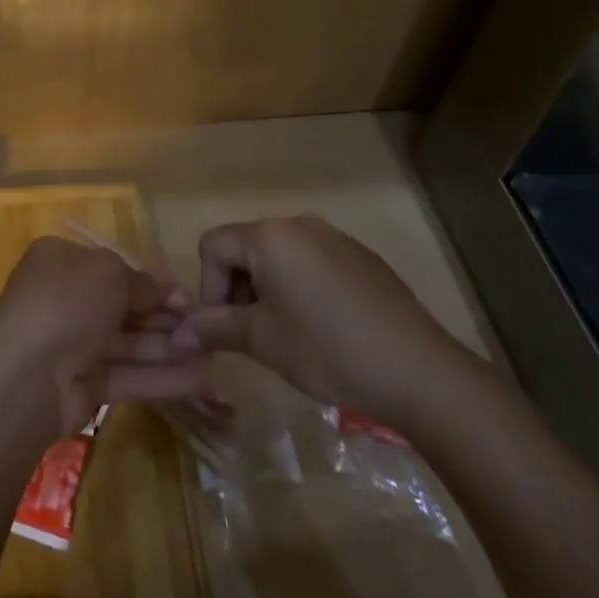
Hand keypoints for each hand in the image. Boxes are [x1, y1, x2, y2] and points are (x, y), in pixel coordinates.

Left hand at [0, 236, 212, 439]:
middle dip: (166, 317)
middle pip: (124, 306)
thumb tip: (170, 292)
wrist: (25, 376)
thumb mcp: (109, 274)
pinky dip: (161, 377)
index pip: (113, 267)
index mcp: (61, 261)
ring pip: (129, 342)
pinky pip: (127, 374)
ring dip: (171, 348)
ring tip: (216, 357)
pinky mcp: (83, 385)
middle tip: (210, 328)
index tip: (189, 296)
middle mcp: (65, 298)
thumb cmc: (66, 304)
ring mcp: (72, 343)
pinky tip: (202, 381)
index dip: (152, 282)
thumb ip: (142, 282)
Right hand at [172, 215, 487, 425]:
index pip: (213, 246)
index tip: (227, 329)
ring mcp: (335, 238)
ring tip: (288, 335)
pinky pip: (313, 263)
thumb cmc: (328, 350)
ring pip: (280, 257)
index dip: (209, 288)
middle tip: (254, 336)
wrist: (420, 372)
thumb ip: (214, 327)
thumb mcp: (262, 341)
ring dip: (269, 290)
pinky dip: (302, 289)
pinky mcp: (362, 258)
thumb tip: (178, 334)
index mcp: (269, 236)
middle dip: (238, 290)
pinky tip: (324, 329)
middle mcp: (299, 224)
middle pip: (246, 248)